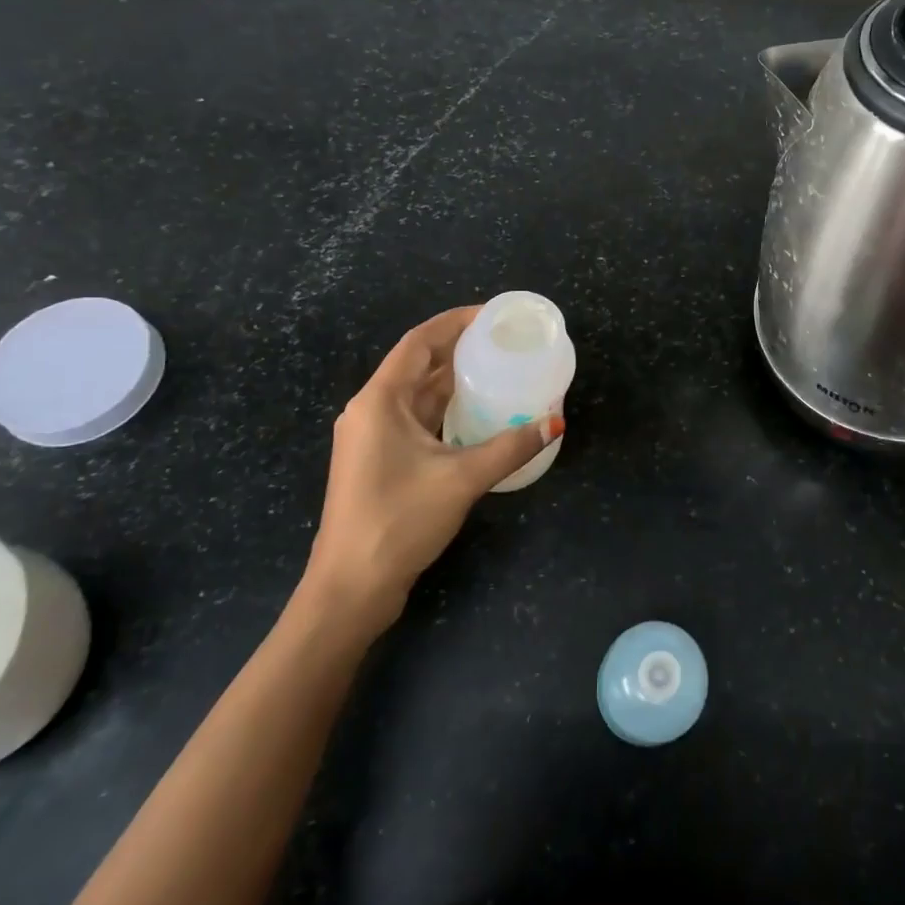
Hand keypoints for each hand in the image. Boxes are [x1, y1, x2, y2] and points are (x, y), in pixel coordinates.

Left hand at [302, 306, 561, 624]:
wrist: (350, 588)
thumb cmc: (398, 521)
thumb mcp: (461, 479)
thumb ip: (510, 447)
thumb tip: (554, 423)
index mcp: (380, 401)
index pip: (419, 342)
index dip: (455, 322)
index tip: (493, 315)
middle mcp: (371, 410)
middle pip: (418, 364)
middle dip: (459, 349)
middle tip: (504, 341)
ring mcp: (372, 437)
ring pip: (418, 394)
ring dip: (454, 380)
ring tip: (498, 368)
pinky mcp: (380, 460)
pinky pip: (417, 419)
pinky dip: (446, 409)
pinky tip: (478, 412)